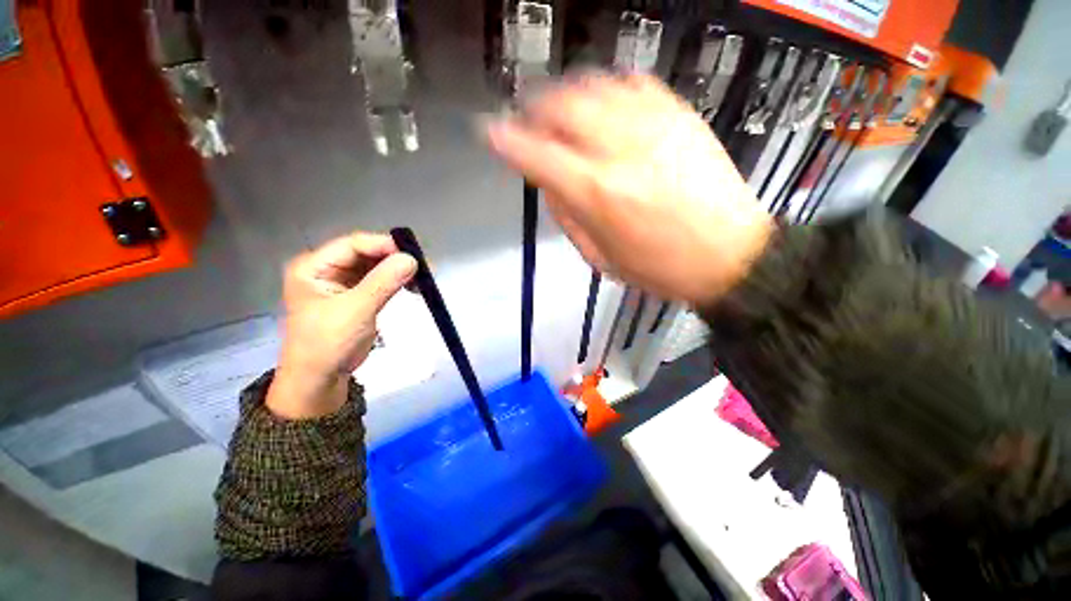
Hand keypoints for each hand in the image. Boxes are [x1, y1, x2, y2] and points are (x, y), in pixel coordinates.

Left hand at [268, 232, 416, 418]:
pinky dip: (397, 281)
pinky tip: (412, 285)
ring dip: (398, 270)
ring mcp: (343, 282)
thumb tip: (411, 259)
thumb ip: (383, 282)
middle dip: (395, 258)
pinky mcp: (358, 295)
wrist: (320, 378)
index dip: (383, 246)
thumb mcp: (355, 311)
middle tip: (423, 266)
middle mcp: (328, 269)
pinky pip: (380, 280)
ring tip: (422, 276)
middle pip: (367, 253)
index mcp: (314, 266)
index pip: (353, 245)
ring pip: (376, 266)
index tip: (412, 254)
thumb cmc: (327, 343)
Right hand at [486, 73, 772, 304]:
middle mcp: (619, 150)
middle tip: (528, 121)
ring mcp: (652, 126)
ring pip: (592, 86)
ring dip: (566, 95)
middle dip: (533, 109)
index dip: (505, 140)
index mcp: (596, 193)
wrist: (729, 256)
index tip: (490, 132)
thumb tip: (551, 184)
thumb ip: (568, 218)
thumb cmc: (660, 268)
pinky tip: (603, 105)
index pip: (535, 154)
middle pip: (561, 106)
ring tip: (559, 110)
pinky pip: (632, 84)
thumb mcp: (600, 258)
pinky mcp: (679, 116)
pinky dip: (606, 90)